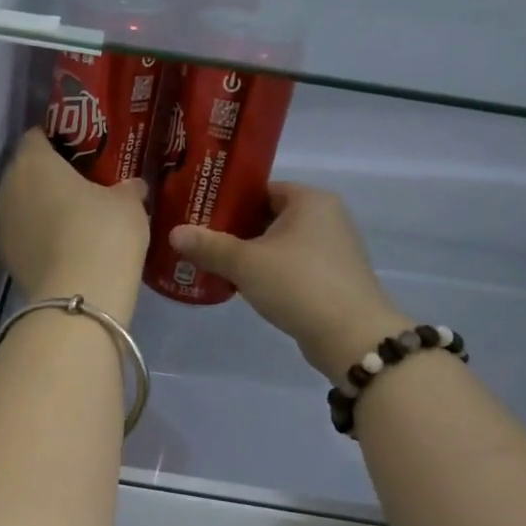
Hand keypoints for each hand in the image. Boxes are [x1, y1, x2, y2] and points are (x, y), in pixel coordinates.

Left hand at [0, 129, 150, 320]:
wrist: (79, 298)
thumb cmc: (103, 234)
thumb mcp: (128, 205)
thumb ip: (127, 188)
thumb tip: (132, 186)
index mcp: (33, 161)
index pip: (37, 136)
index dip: (59, 139)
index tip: (83, 150)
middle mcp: (8, 187)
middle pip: (27, 172)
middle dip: (50, 176)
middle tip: (82, 184)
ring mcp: (2, 225)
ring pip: (23, 205)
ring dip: (43, 208)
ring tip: (75, 218)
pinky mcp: (6, 258)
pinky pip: (25, 235)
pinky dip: (40, 236)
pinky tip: (65, 247)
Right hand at [170, 183, 409, 381]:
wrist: (351, 336)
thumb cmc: (298, 284)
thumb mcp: (245, 263)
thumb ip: (209, 246)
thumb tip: (174, 233)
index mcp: (310, 199)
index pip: (261, 189)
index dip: (228, 201)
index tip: (199, 216)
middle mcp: (327, 216)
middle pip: (270, 216)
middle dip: (236, 230)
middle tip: (201, 242)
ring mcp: (334, 248)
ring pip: (281, 243)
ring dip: (252, 254)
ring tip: (216, 265)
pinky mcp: (333, 277)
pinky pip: (293, 265)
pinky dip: (271, 272)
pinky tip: (246, 287)